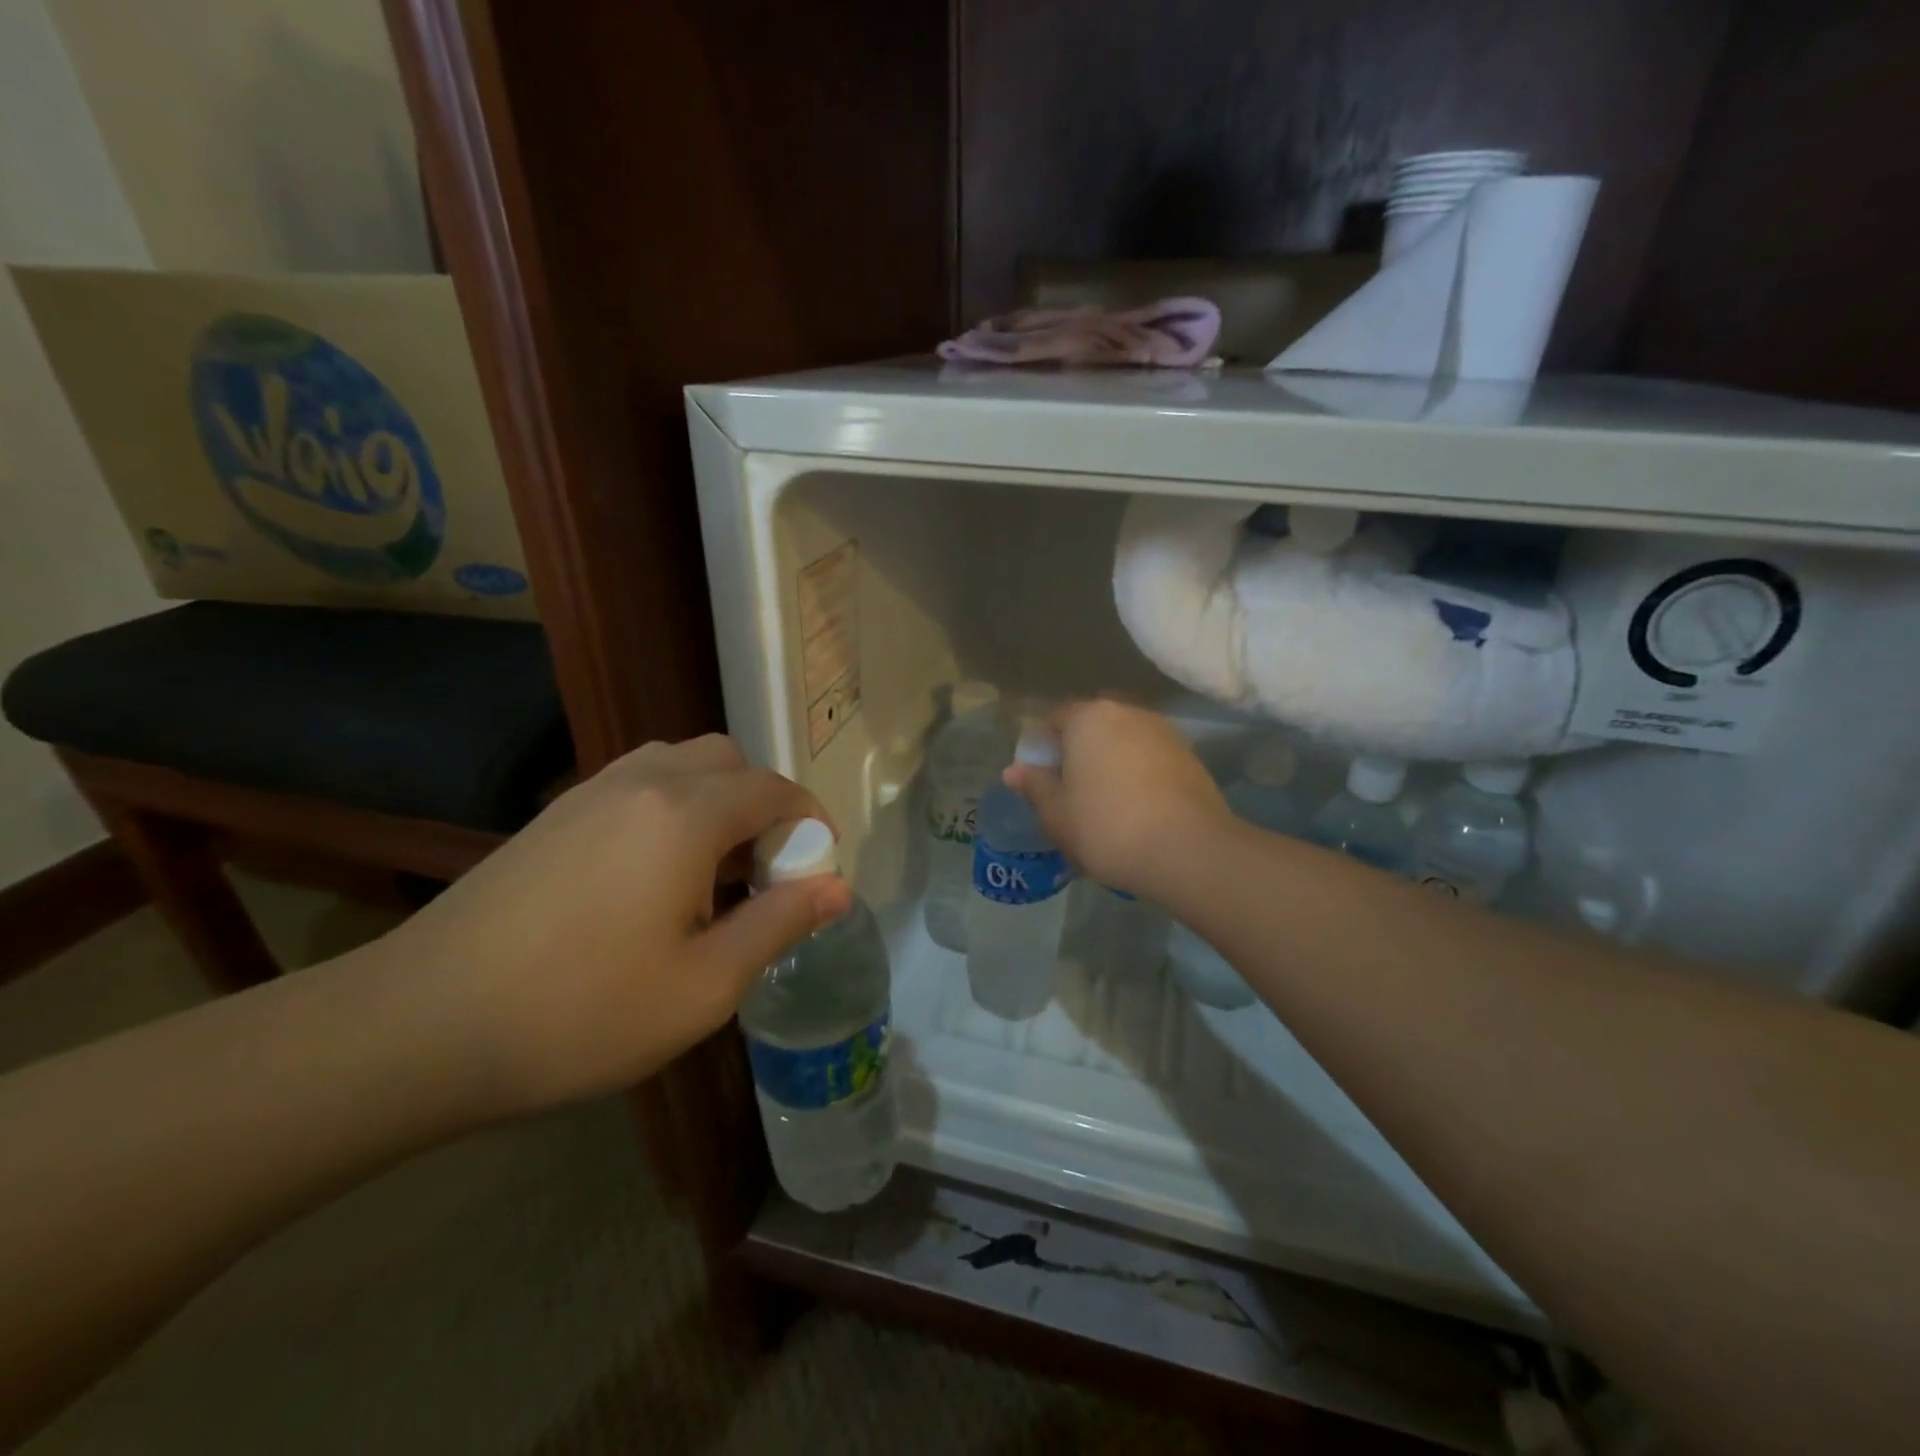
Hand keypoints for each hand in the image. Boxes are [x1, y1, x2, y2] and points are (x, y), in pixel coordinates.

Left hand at [368, 735, 852, 1111]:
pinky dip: (671, 807)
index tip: (819, 867)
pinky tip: (652, 875)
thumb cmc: (579, 1013)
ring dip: (716, 800)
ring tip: (712, 871)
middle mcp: (642, 783)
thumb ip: (779, 924)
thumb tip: (838, 887)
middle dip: (763, 804)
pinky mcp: (553, 816)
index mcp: (685, 815)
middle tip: (764, 871)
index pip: (773, 789)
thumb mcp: (704, 986)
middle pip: (728, 760)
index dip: (810, 820)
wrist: (417, 1027)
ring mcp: (589, 794)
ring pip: (679, 764)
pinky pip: (637, 784)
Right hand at [1004, 698, 1229, 894]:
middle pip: (1092, 725)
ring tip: (1103, 799)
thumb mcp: (1057, 814)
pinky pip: (1149, 756)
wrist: (1188, 850)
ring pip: (1124, 739)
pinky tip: (1135, 805)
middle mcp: (1126, 712)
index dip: (1042, 746)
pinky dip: (1138, 772)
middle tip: (1069, 788)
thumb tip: (1014, 770)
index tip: (1039, 778)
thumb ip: (1035, 786)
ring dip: (1110, 760)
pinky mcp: (1189, 755)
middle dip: (1078, 749)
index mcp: (1088, 717)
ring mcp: (1162, 731)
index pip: (1055, 718)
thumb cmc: (1107, 827)